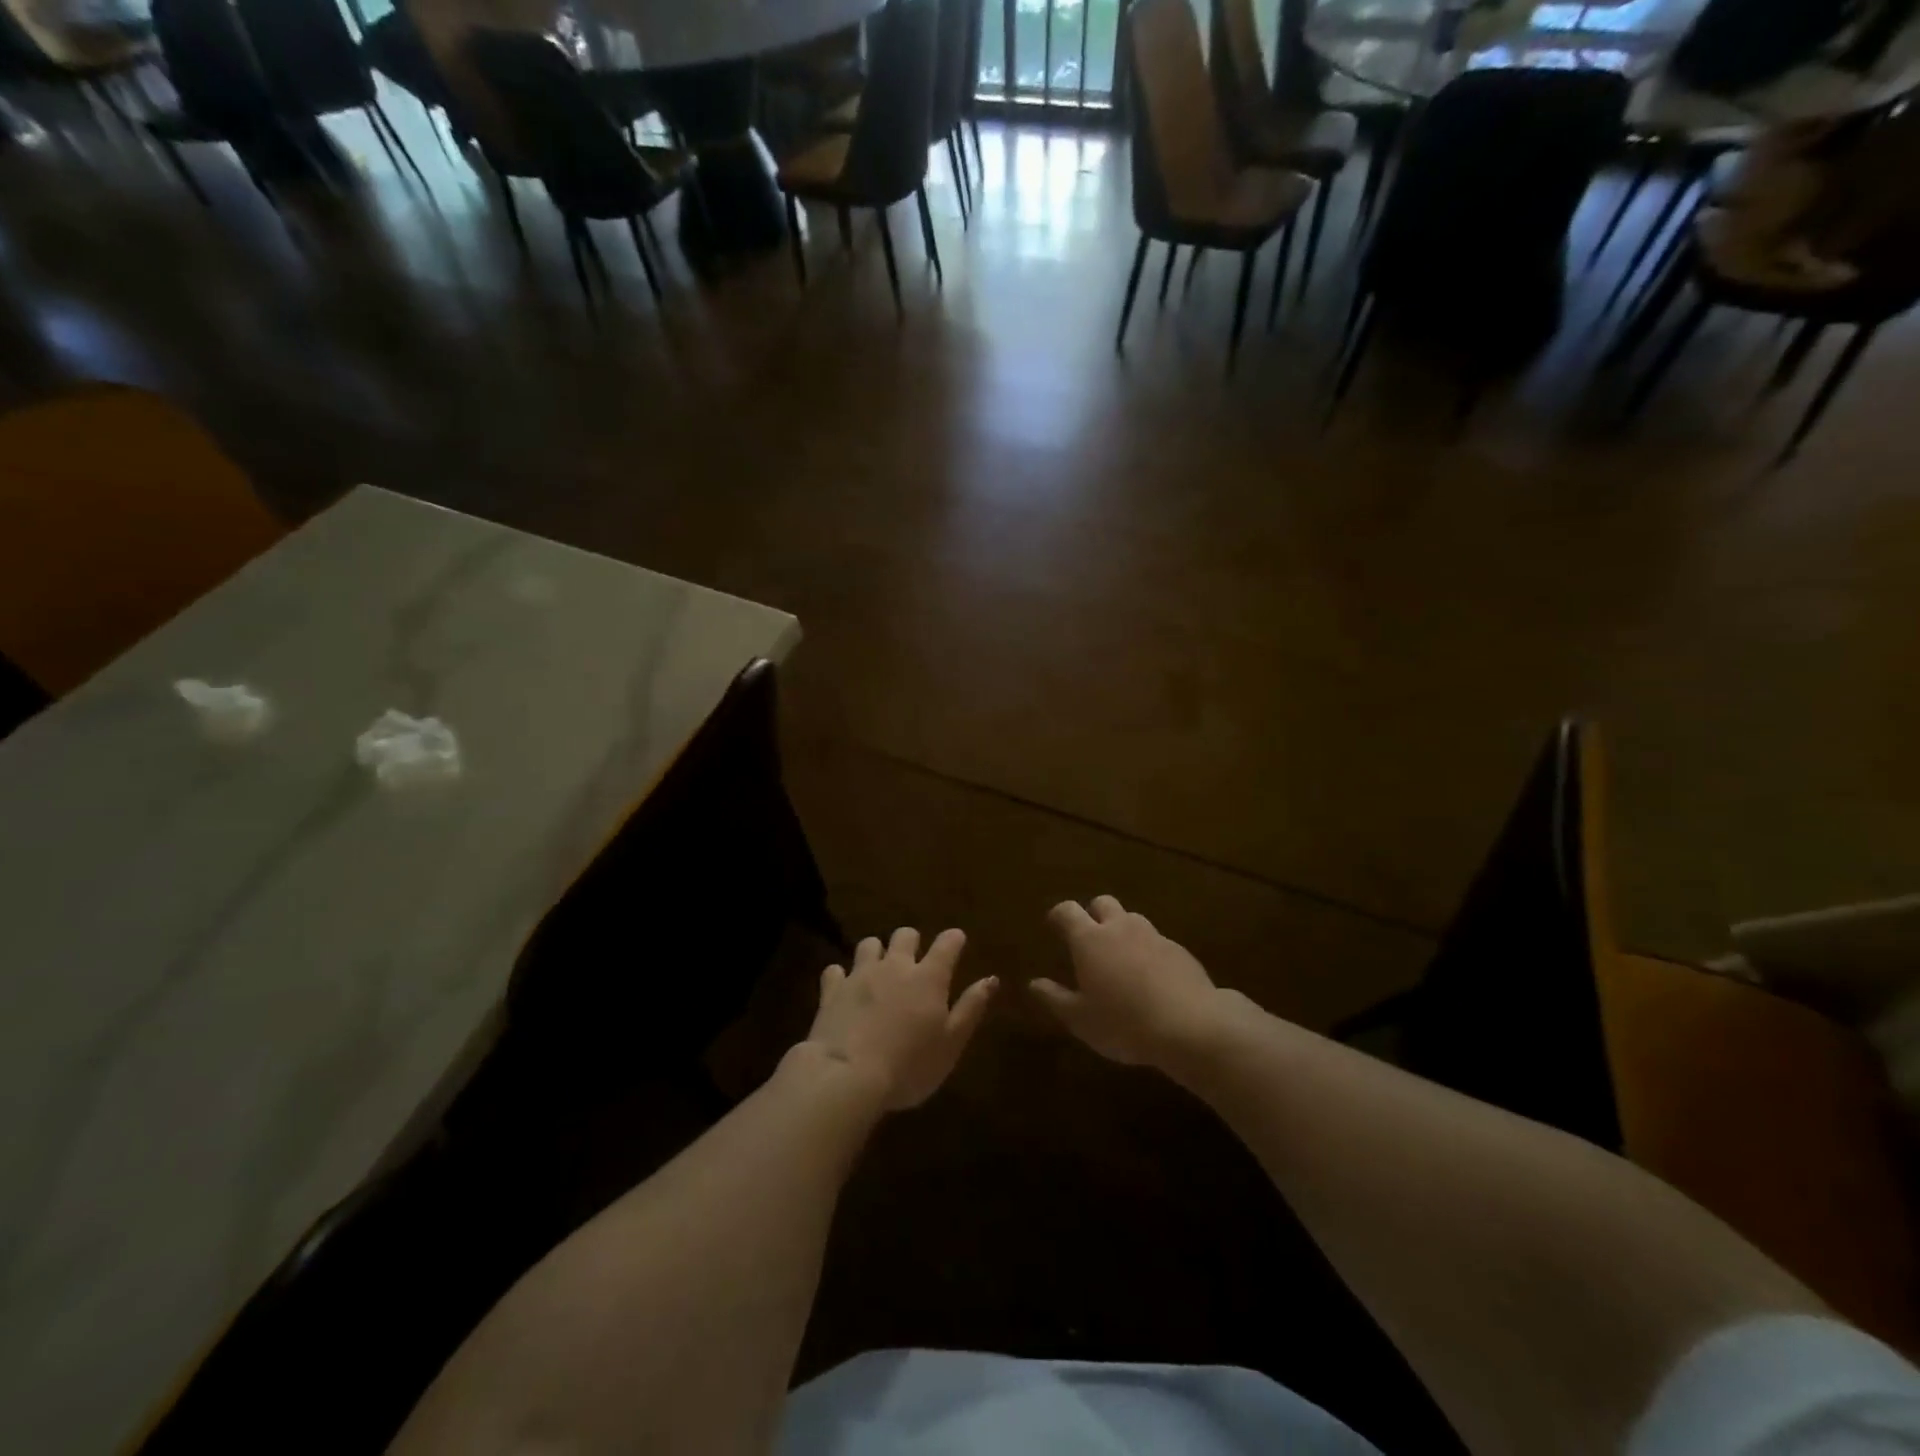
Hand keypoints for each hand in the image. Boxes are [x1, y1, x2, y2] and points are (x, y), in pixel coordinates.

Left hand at [806, 928, 996, 1110]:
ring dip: (877, 953)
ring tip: (879, 970)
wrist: (847, 1075)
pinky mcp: (832, 989)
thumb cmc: (909, 1065)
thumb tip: (990, 979)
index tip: (957, 941)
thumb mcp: (951, 1043)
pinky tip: (844, 988)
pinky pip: (836, 970)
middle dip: (912, 941)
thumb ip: (971, 1008)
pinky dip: (842, 976)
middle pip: (905, 935)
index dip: (953, 939)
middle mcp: (895, 966)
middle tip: (915, 960)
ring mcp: (860, 974)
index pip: (947, 944)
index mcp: (929, 978)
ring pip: (870, 944)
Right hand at [1031, 896, 1221, 1067]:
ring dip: (1122, 931)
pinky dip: (1148, 951)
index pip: (1067, 911)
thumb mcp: (1081, 1020)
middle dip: (1093, 914)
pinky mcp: (1180, 950)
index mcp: (1090, 940)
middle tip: (1089, 939)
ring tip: (1121, 960)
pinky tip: (1151, 979)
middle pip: (1103, 903)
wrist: (1192, 1027)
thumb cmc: (1125, 1024)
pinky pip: (1157, 941)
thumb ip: (1055, 998)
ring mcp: (1153, 936)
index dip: (1058, 915)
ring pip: (1132, 920)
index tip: (1053, 925)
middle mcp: (1120, 928)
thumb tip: (1035, 983)